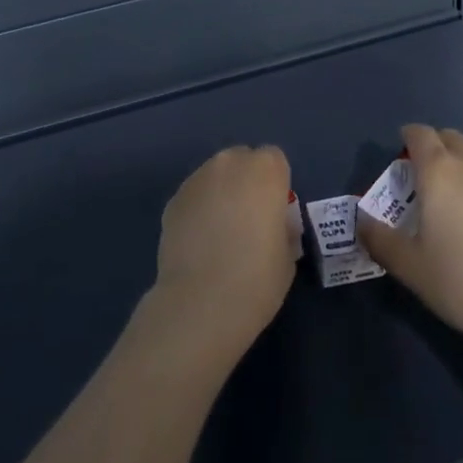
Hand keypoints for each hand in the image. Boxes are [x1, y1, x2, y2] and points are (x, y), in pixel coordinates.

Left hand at [151, 145, 295, 361]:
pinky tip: (198, 244)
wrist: (202, 302)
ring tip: (219, 234)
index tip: (273, 213)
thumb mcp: (288, 255)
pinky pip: (194, 197)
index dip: (275, 184)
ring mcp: (197, 178)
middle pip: (242, 161)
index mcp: (265, 170)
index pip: (274, 159)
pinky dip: (198, 211)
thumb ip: (282, 228)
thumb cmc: (257, 278)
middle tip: (247, 221)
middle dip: (246, 182)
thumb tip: (273, 226)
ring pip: (215, 177)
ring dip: (220, 194)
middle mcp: (230, 163)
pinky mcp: (173, 199)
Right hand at [357, 125, 462, 361]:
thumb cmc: (461, 279)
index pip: (420, 135)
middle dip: (434, 146)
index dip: (407, 137)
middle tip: (423, 175)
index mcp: (438, 171)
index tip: (400, 153)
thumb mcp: (410, 266)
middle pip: (449, 137)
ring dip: (459, 162)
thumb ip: (381, 240)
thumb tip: (361, 223)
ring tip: (452, 194)